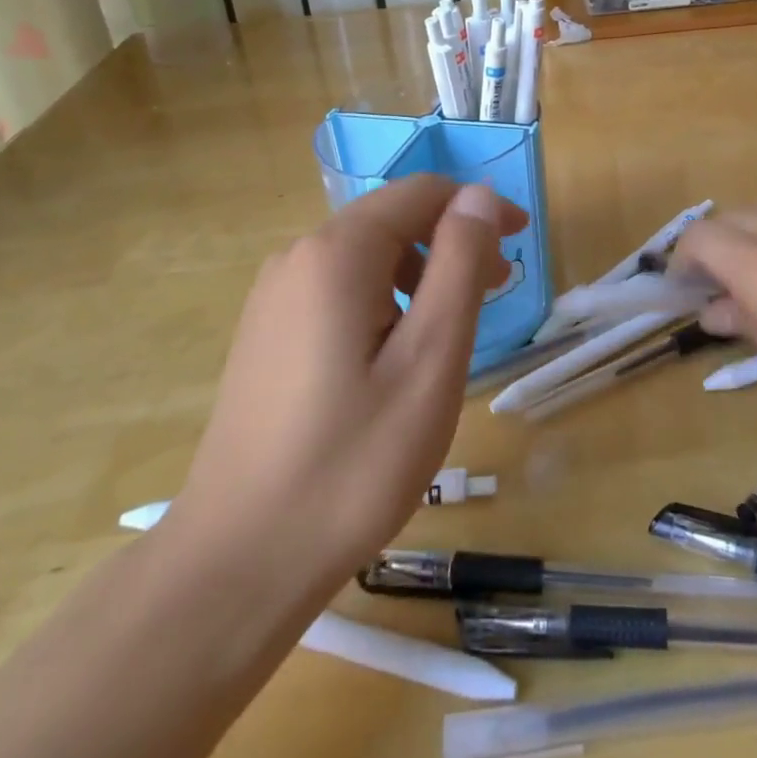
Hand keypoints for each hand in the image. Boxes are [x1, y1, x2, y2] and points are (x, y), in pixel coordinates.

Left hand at [161, 176, 525, 595]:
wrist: (237, 564)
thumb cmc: (352, 462)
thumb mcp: (429, 359)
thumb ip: (459, 264)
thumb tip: (479, 196)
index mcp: (337, 253)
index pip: (422, 193)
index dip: (478, 207)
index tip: (519, 242)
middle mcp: (297, 257)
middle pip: (392, 220)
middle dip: (451, 243)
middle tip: (496, 294)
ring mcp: (274, 296)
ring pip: (366, 256)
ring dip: (420, 273)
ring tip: (450, 332)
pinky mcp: (266, 333)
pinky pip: (338, 289)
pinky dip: (385, 299)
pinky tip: (394, 358)